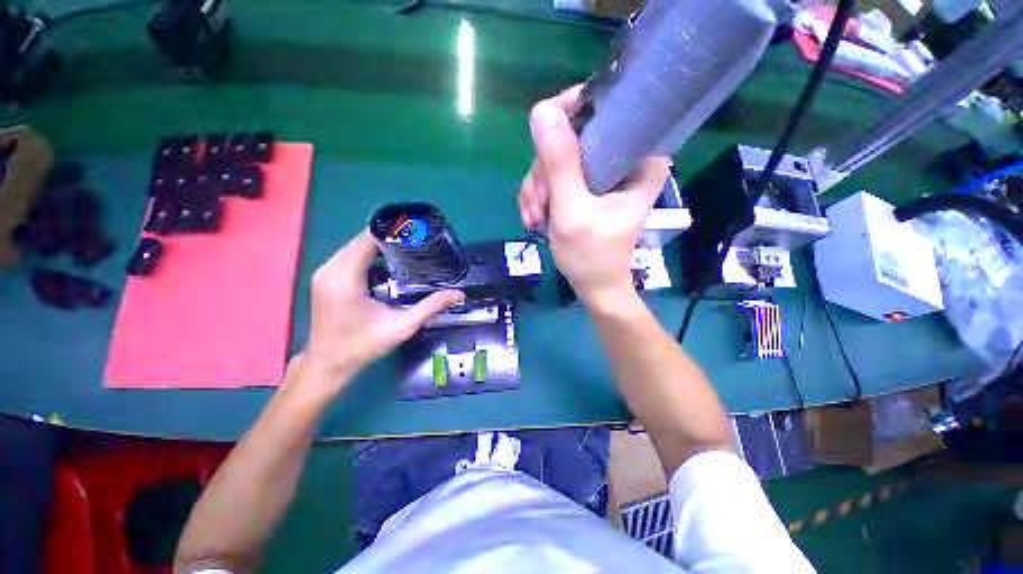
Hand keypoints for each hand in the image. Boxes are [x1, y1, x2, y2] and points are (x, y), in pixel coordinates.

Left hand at [301, 230, 463, 392]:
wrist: (328, 365)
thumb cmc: (363, 346)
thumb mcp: (402, 326)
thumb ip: (431, 306)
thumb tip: (459, 293)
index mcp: (345, 276)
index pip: (369, 238)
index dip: (393, 231)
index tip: (418, 232)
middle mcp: (330, 268)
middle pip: (361, 240)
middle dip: (389, 237)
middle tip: (417, 242)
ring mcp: (324, 273)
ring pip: (354, 247)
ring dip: (379, 246)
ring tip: (407, 250)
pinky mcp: (324, 279)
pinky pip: (348, 257)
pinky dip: (368, 255)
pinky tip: (387, 265)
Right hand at [519, 86, 670, 307]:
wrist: (593, 286)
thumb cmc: (591, 256)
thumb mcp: (573, 211)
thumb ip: (560, 164)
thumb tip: (542, 111)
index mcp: (639, 158)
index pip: (608, 109)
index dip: (571, 114)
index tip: (544, 138)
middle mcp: (622, 158)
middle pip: (572, 137)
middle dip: (545, 172)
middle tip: (538, 204)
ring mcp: (600, 173)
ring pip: (557, 158)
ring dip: (538, 188)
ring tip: (534, 217)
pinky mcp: (585, 186)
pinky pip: (553, 175)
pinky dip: (539, 196)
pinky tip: (535, 217)